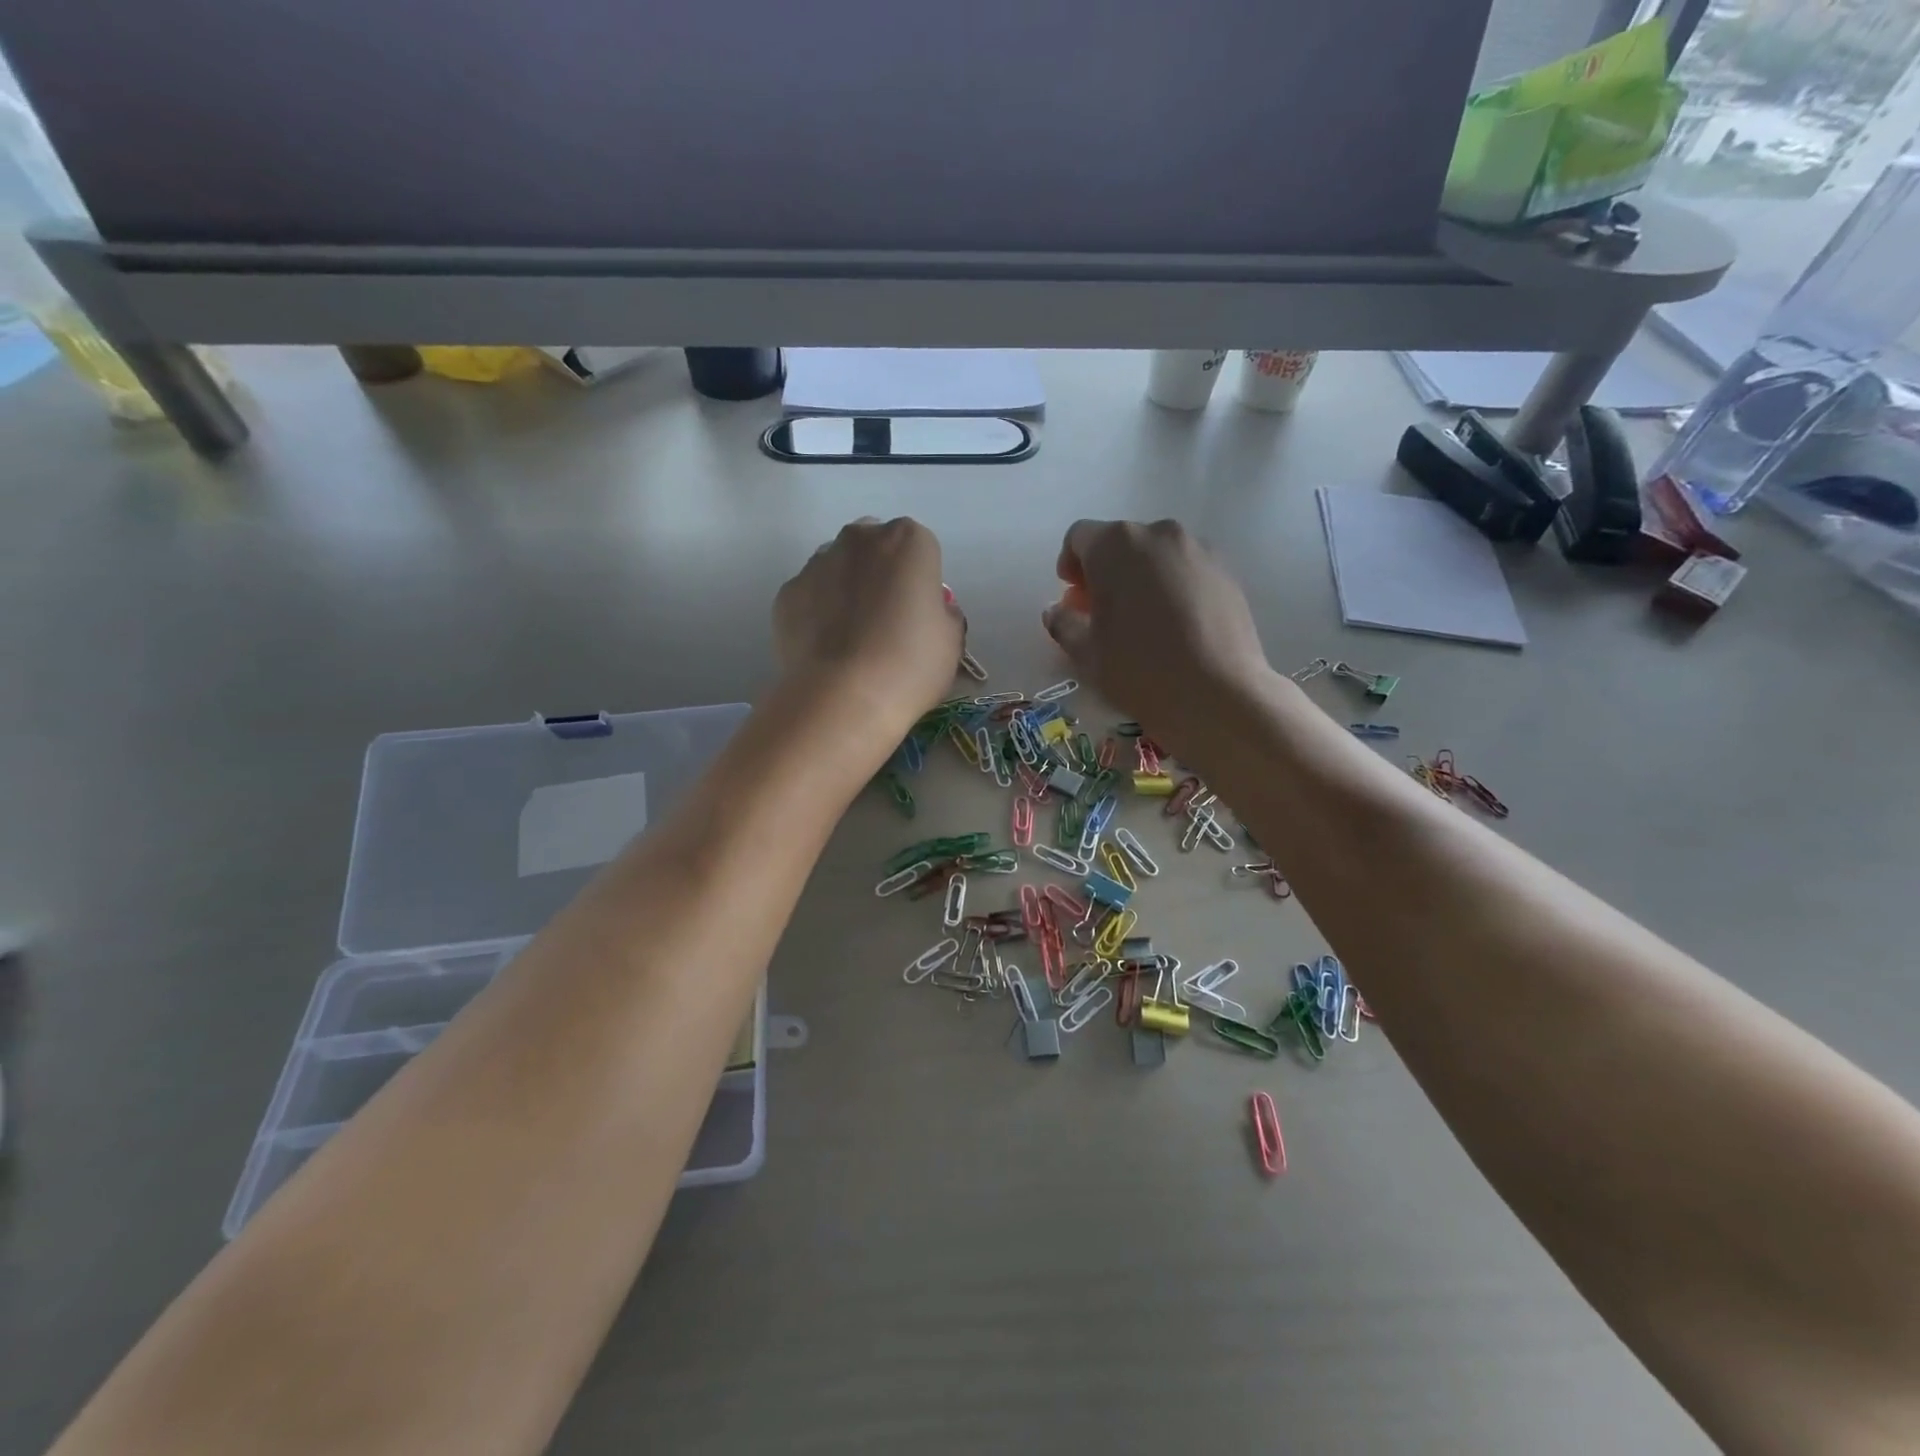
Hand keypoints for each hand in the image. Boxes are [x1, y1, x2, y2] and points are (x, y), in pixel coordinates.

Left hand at [774, 517, 963, 735]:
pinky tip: (827, 649)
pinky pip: (810, 596)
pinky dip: (818, 613)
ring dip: (847, 590)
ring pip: (838, 568)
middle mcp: (860, 540)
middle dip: (881, 575)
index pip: (921, 549)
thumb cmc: (910, 665)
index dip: (921, 582)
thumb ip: (943, 612)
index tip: (920, 614)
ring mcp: (817, 563)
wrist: (843, 699)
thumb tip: (928, 610)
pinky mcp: (787, 593)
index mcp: (908, 541)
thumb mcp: (951, 640)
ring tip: (853, 639)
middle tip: (887, 622)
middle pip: (875, 549)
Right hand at [1042, 519, 1269, 748]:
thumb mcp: (1087, 653)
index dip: (1069, 565)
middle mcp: (1158, 534)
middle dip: (1105, 572)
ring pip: (1156, 555)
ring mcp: (1198, 549)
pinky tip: (1175, 627)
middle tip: (1102, 613)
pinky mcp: (1226, 571)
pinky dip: (1172, 587)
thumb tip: (1057, 612)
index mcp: (1115, 545)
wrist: (1219, 695)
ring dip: (1140, 578)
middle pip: (1120, 542)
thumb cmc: (1140, 670)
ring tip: (1142, 621)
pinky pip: (1186, 569)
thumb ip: (1064, 624)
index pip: (1079, 537)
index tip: (1072, 598)